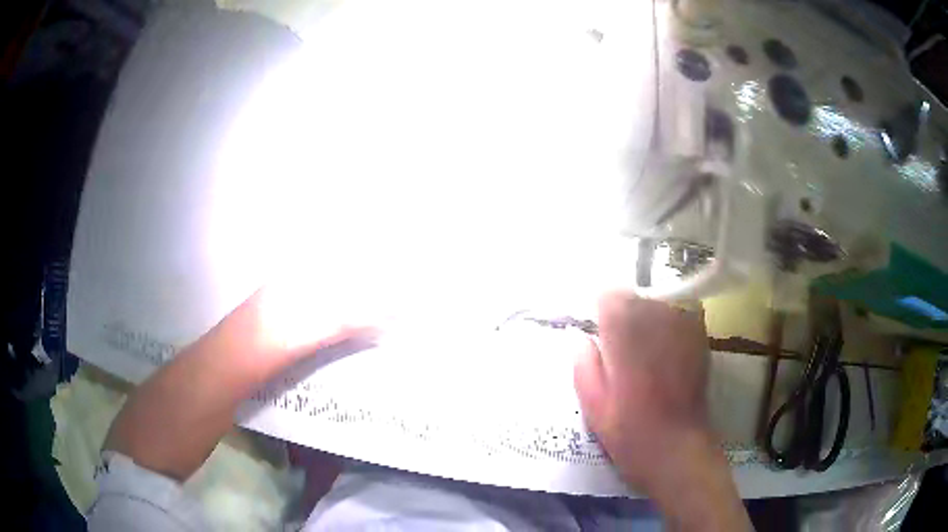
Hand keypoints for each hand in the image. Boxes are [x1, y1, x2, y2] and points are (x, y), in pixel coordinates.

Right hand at [574, 293, 711, 489]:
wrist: (677, 448)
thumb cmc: (629, 431)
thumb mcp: (592, 404)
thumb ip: (583, 363)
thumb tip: (581, 337)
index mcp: (626, 335)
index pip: (610, 294)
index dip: (602, 311)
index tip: (601, 332)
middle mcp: (657, 320)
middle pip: (636, 294)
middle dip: (626, 312)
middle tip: (622, 345)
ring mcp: (684, 325)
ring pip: (660, 300)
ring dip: (649, 315)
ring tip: (645, 347)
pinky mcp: (700, 336)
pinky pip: (682, 312)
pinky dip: (671, 321)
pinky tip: (666, 348)